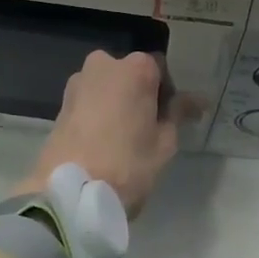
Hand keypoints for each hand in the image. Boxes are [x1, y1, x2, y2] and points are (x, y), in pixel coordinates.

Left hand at [16, 51, 193, 214]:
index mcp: (135, 68)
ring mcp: (78, 82)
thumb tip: (197, 100)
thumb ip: (179, 113)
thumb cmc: (127, 163)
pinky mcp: (60, 104)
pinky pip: (89, 102)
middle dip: (140, 95)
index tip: (172, 117)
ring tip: (124, 137)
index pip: (161, 70)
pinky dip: (99, 114)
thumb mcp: (164, 142)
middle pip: (130, 75)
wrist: (70, 193)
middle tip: (148, 128)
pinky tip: (103, 141)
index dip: (169, 93)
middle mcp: (104, 64)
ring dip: (117, 103)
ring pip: (107, 87)